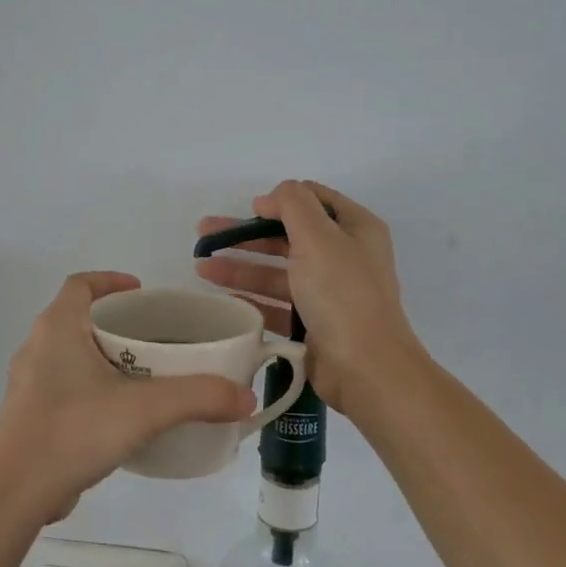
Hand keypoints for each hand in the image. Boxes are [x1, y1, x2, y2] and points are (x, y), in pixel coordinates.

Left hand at [0, 272, 256, 523]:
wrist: (15, 493)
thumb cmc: (74, 431)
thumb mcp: (145, 409)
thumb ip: (199, 397)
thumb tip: (246, 397)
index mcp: (57, 329)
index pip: (80, 284)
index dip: (110, 281)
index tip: (141, 292)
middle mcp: (36, 348)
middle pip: (78, 319)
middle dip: (115, 324)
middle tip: (154, 338)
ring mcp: (28, 384)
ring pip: (70, 356)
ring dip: (103, 358)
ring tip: (143, 376)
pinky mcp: (28, 416)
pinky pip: (64, 387)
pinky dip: (92, 388)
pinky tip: (118, 416)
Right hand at [195, 180, 417, 415]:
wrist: (364, 367)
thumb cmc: (342, 294)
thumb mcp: (318, 237)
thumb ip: (292, 205)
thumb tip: (270, 199)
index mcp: (355, 229)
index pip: (313, 200)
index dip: (279, 200)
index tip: (248, 209)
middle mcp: (344, 257)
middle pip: (288, 236)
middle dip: (246, 234)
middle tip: (204, 234)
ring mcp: (328, 293)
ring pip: (277, 272)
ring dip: (241, 266)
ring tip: (201, 268)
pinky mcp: (313, 324)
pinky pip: (276, 304)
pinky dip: (250, 297)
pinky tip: (222, 296)